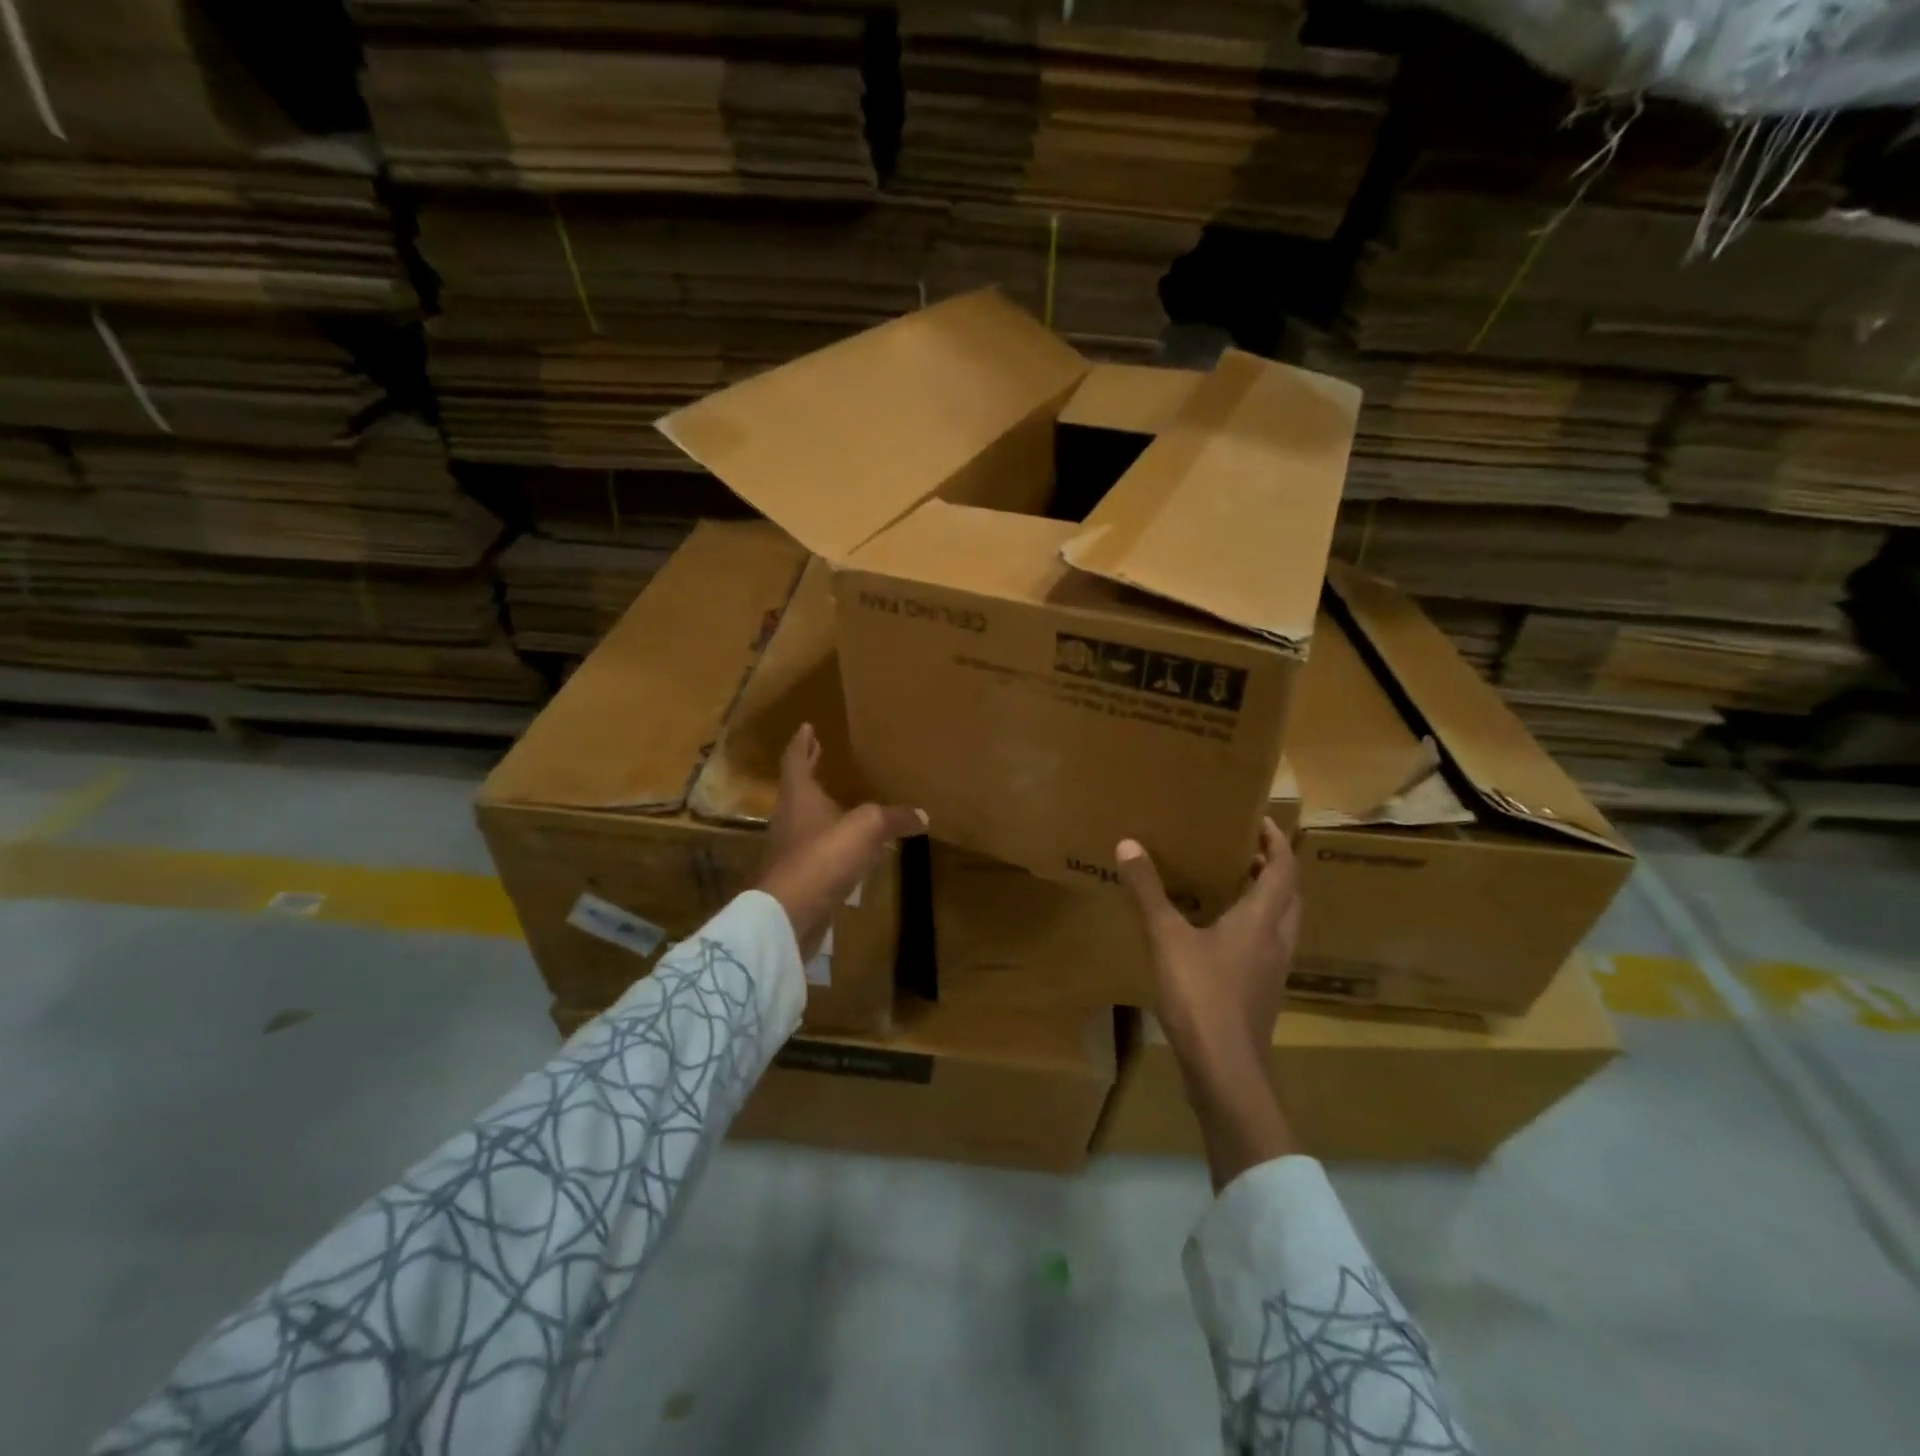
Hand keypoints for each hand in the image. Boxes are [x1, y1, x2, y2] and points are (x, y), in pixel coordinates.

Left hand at [757, 724, 926, 959]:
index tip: (807, 727)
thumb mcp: (866, 828)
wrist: (789, 913)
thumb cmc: (823, 856)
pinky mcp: (799, 876)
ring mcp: (791, 849)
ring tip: (844, 800)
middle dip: (810, 769)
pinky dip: (833, 841)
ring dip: (822, 806)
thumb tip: (922, 815)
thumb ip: (893, 818)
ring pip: (807, 819)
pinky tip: (853, 848)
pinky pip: (818, 849)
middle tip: (820, 754)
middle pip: (798, 788)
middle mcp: (790, 818)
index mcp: (799, 796)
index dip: (802, 742)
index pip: (795, 760)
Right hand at [1116, 820, 1302, 1186]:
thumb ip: (1148, 892)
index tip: (1259, 820)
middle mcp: (1277, 940)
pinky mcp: (1261, 993)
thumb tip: (1129, 844)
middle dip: (1273, 868)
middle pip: (1290, 894)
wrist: (1225, 1071)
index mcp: (1262, 919)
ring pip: (1281, 923)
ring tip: (1232, 884)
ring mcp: (1273, 971)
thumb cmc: (1202, 996)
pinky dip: (1253, 928)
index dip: (1276, 841)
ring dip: (1266, 898)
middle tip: (1244, 850)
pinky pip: (1266, 947)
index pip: (1284, 868)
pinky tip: (1220, 934)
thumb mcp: (1167, 938)